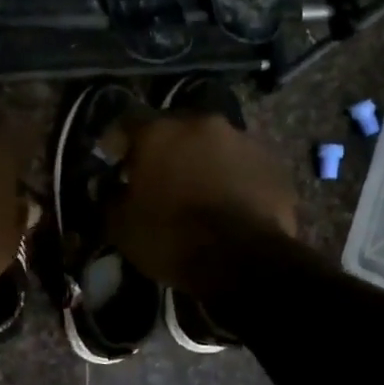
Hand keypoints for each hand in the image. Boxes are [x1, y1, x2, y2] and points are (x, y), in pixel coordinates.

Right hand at [105, 111, 297, 292]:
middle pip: (175, 129)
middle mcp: (201, 124)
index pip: (126, 124)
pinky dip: (232, 178)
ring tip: (198, 191)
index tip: (114, 163)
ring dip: (202, 161)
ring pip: (213, 145)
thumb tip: (112, 189)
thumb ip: (110, 198)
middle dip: (165, 150)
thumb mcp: (121, 226)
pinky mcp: (273, 164)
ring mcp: (242, 140)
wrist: (244, 261)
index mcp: (158, 132)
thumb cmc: (171, 238)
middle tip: (158, 177)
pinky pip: (242, 166)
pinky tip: (228, 203)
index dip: (117, 144)